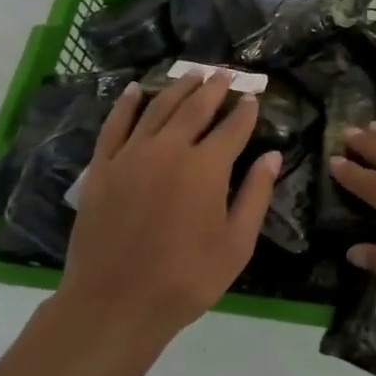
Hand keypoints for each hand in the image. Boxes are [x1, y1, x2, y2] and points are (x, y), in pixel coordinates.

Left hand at [59, 71, 282, 339]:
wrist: (114, 303)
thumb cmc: (185, 279)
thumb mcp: (236, 245)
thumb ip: (256, 195)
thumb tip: (272, 156)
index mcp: (206, 167)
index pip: (232, 128)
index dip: (245, 111)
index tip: (253, 97)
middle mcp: (170, 149)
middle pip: (195, 108)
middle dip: (214, 88)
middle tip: (225, 73)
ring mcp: (132, 154)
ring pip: (159, 108)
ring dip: (178, 87)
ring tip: (192, 73)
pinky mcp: (102, 167)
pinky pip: (115, 124)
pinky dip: (127, 104)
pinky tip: (136, 89)